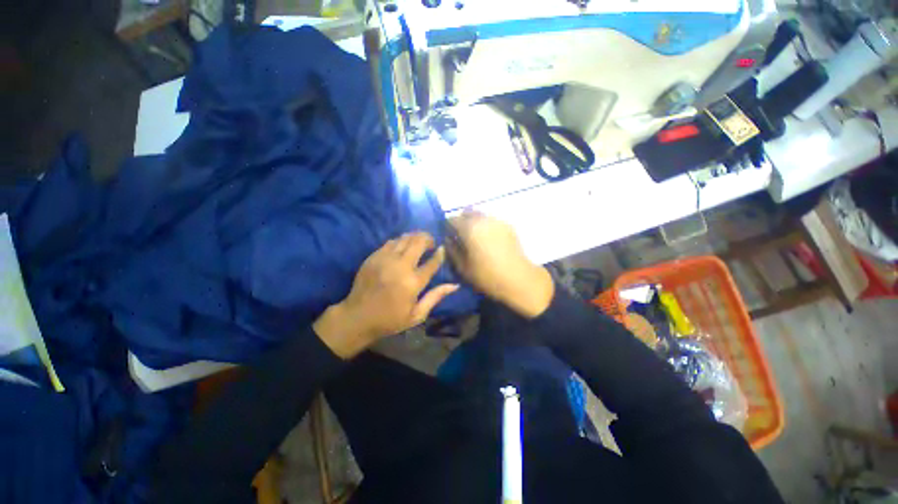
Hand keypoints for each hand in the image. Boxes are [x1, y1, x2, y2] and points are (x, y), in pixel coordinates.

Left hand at [313, 232, 458, 358]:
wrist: (357, 317)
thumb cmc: (390, 319)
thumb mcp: (417, 314)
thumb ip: (436, 297)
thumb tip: (455, 285)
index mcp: (413, 283)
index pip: (432, 262)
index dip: (440, 253)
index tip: (442, 249)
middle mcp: (400, 266)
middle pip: (418, 242)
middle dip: (428, 238)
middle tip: (431, 243)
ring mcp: (385, 259)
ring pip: (404, 238)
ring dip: (415, 237)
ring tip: (419, 242)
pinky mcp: (374, 257)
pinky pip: (391, 242)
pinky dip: (400, 240)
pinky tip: (403, 246)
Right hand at [446, 210, 553, 317]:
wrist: (518, 279)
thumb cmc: (487, 275)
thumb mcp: (462, 267)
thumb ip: (452, 250)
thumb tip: (447, 240)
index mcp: (469, 228)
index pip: (451, 219)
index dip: (447, 228)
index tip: (448, 238)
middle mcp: (483, 219)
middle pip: (466, 212)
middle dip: (461, 221)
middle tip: (461, 237)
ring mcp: (497, 220)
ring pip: (480, 215)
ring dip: (474, 222)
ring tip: (476, 239)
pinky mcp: (508, 225)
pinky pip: (491, 220)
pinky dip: (486, 226)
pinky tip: (489, 241)